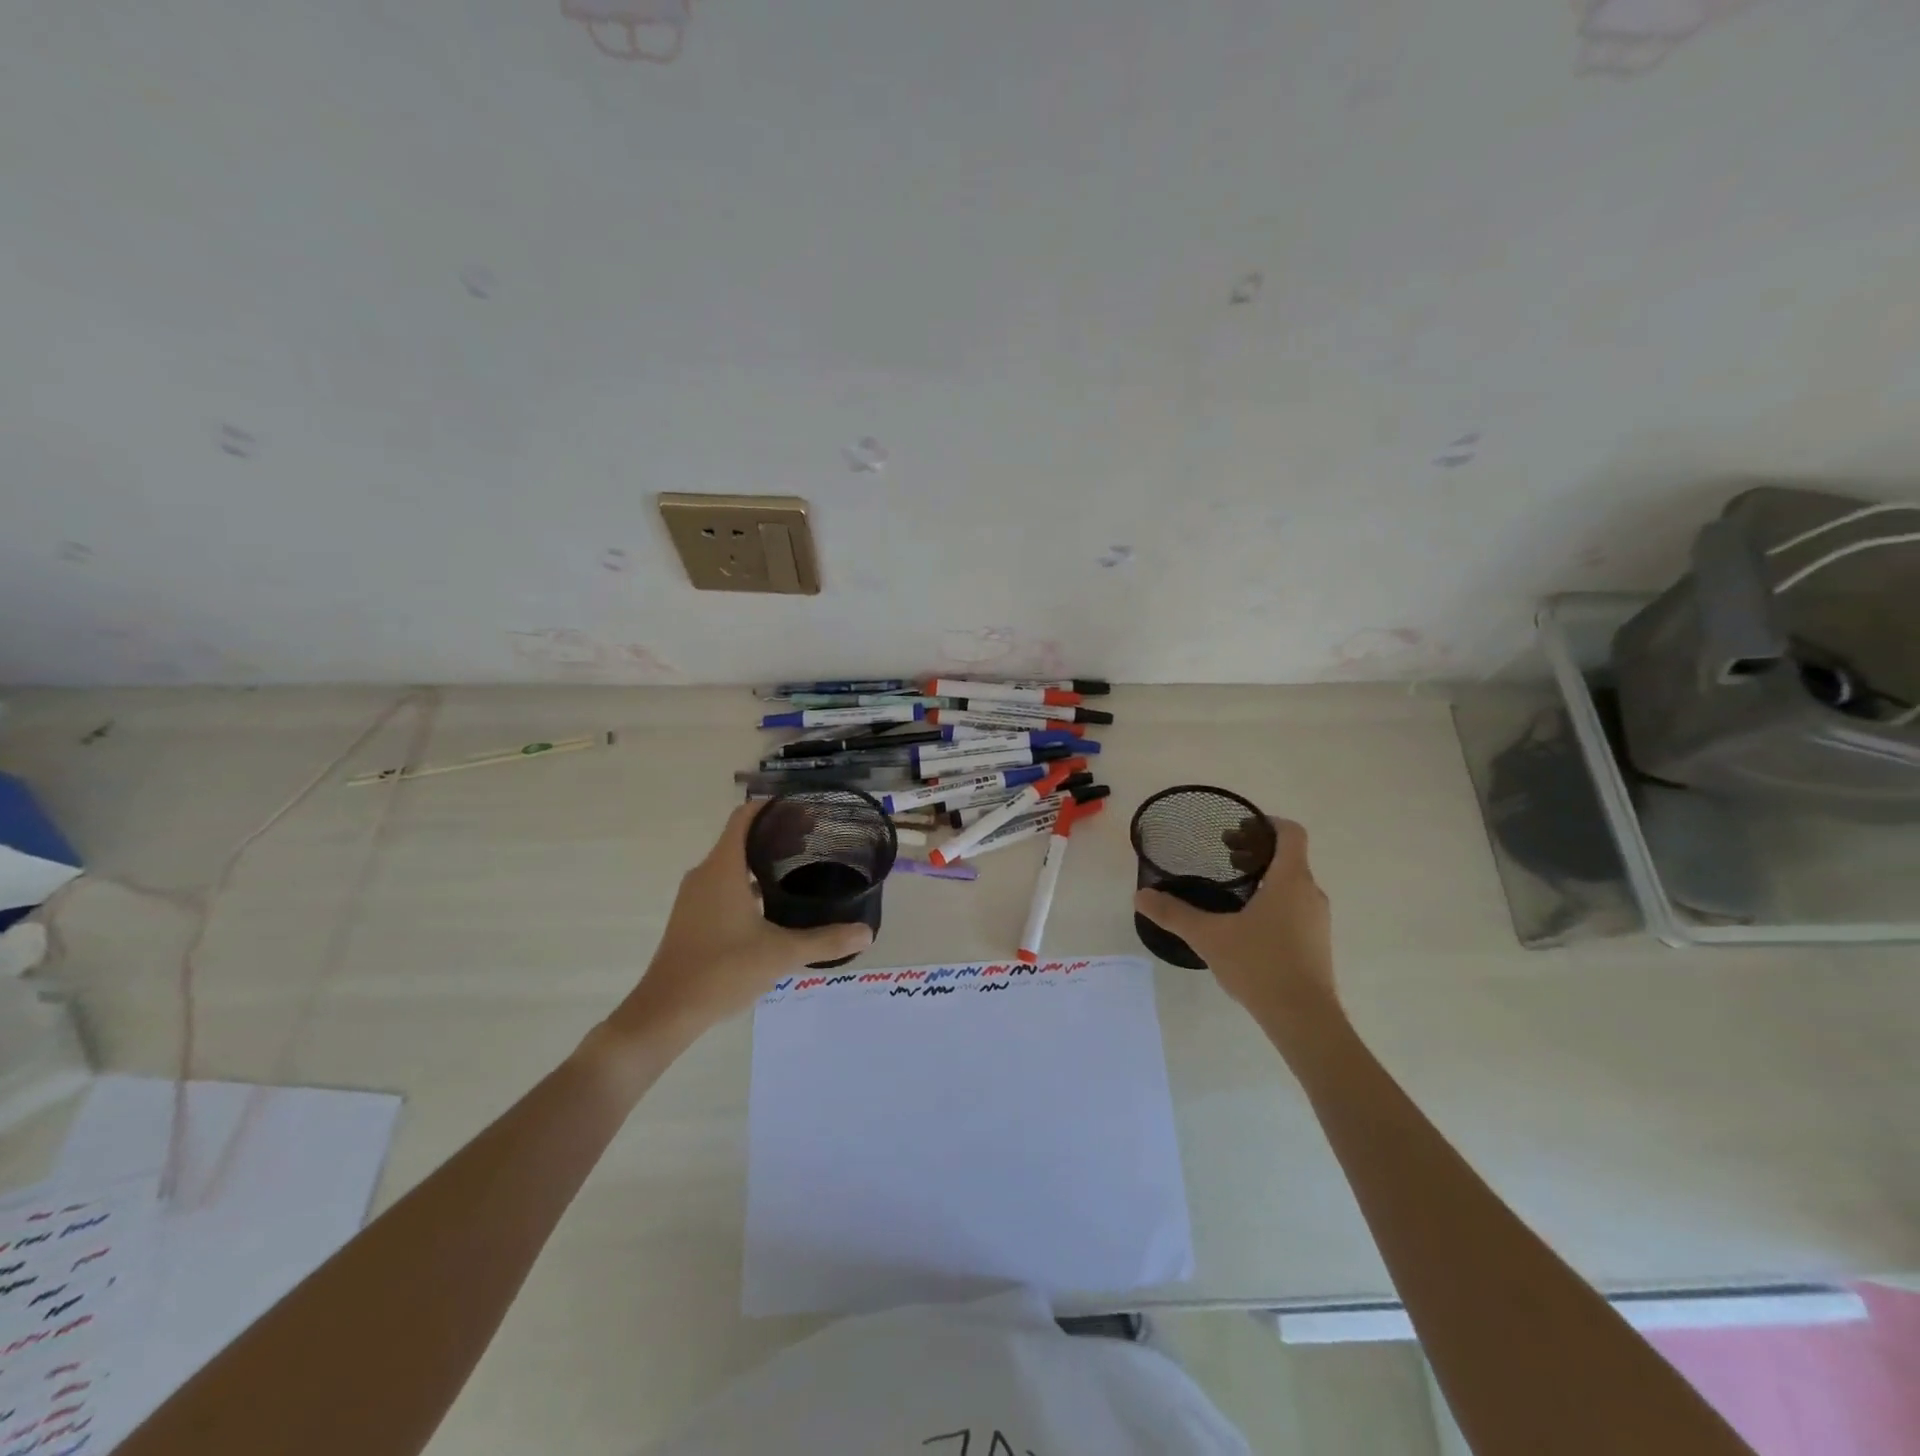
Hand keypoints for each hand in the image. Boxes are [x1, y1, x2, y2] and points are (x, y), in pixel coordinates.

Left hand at [608, 803, 872, 1039]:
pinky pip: (724, 884)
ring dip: (763, 861)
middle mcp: (706, 874)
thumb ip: (825, 940)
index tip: (805, 812)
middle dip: (777, 835)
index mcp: (723, 868)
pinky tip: (774, 905)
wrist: (667, 1011)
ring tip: (799, 870)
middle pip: (741, 838)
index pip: (745, 817)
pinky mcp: (692, 917)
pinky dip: (749, 883)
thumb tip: (867, 933)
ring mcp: (695, 897)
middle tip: (814, 841)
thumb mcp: (781, 953)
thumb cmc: (722, 970)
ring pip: (732, 863)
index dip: (774, 808)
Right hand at [1133, 817, 1335, 1022]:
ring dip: (1264, 877)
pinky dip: (1273, 901)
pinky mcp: (1316, 943)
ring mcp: (1317, 920)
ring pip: (1292, 883)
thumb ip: (1174, 913)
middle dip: (1255, 851)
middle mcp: (1310, 892)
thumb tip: (1140, 896)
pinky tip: (1245, 924)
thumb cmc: (1260, 965)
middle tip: (1223, 856)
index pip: (1290, 832)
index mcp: (1290, 879)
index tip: (1236, 830)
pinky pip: (1295, 907)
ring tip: (1230, 890)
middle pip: (1289, 856)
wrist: (1304, 1019)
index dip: (1265, 823)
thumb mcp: (1209, 936)